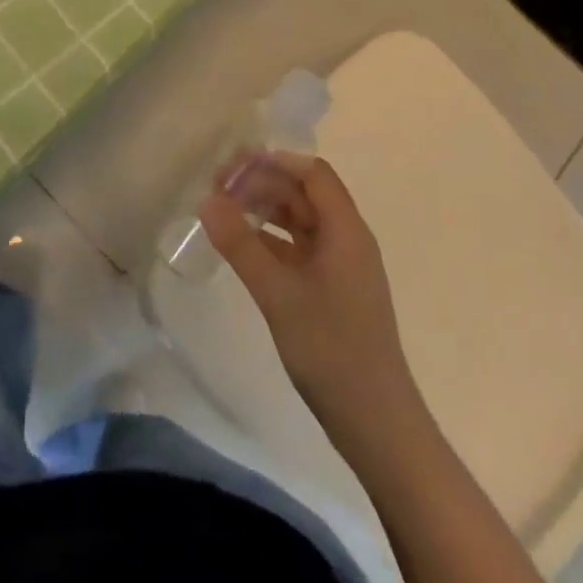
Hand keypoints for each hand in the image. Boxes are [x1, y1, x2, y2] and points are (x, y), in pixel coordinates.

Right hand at [198, 151, 418, 443]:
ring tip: (224, 212)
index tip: (232, 166)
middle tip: (218, 188)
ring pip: (301, 222)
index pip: (312, 173)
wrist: (375, 420)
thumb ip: (241, 244)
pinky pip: (299, 250)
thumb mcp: (278, 293)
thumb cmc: (330, 348)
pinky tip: (242, 249)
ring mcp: (341, 267)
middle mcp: (347, 240)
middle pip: (305, 194)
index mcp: (346, 230)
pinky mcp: (333, 292)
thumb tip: (207, 199)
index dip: (274, 162)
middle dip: (264, 184)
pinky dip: (271, 241)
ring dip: (266, 212)